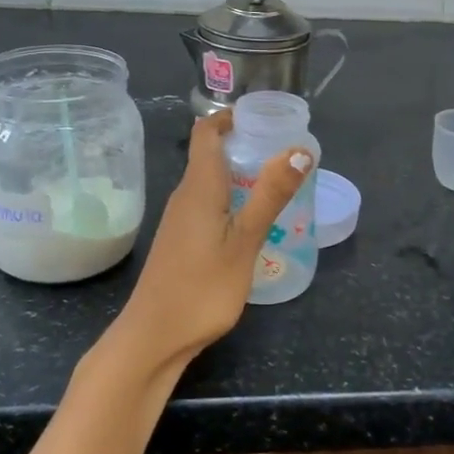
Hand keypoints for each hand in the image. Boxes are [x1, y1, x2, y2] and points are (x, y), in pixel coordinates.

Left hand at [117, 109, 311, 372]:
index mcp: (199, 187)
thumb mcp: (245, 241)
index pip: (206, 132)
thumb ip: (270, 195)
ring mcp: (180, 220)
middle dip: (244, 145)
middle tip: (284, 152)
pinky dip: (231, 200)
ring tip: (277, 184)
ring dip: (240, 174)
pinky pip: (208, 204)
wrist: (154, 337)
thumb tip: (299, 150)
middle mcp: (185, 196)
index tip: (263, 117)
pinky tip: (252, 222)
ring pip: (210, 182)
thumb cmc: (202, 287)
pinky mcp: (181, 241)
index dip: (230, 116)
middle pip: (210, 154)